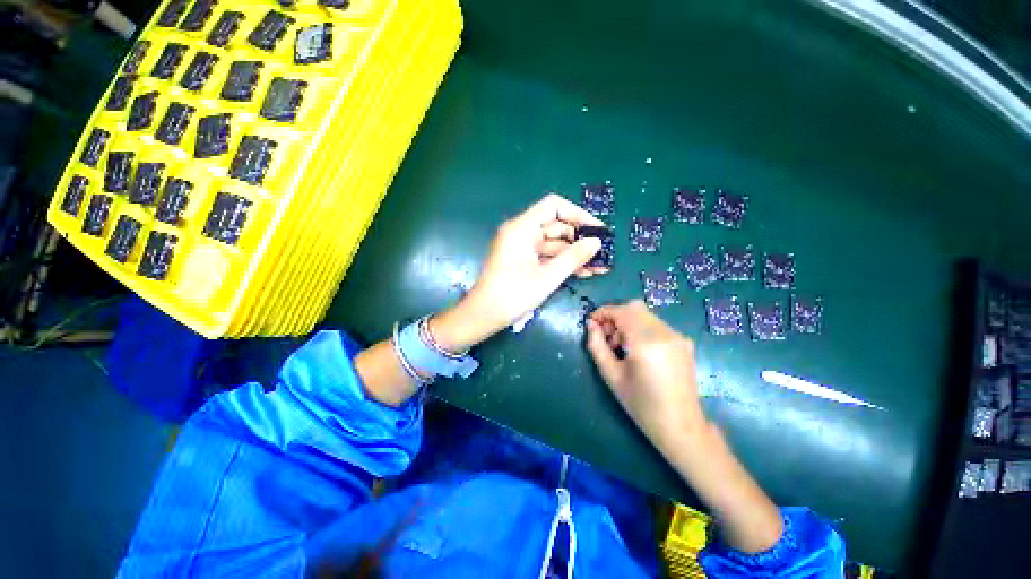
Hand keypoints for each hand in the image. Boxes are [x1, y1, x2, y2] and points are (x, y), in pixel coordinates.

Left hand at [431, 194, 607, 351]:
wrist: (484, 316)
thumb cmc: (512, 296)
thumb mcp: (546, 277)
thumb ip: (573, 258)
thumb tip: (596, 242)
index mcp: (521, 228)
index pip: (553, 206)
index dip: (577, 214)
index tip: (597, 229)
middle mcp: (521, 232)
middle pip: (556, 226)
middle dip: (580, 239)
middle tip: (603, 252)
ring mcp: (522, 247)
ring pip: (554, 243)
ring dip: (575, 254)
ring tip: (599, 266)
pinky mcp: (523, 260)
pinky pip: (547, 255)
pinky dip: (563, 262)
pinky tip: (584, 272)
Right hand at [586, 300, 708, 453]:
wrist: (681, 426)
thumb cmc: (641, 405)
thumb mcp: (611, 376)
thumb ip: (597, 346)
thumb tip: (591, 325)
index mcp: (646, 343)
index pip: (621, 311)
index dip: (603, 312)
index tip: (592, 323)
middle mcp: (665, 333)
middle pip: (634, 308)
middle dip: (615, 317)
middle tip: (606, 337)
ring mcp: (677, 336)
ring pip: (645, 315)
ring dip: (627, 322)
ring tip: (620, 346)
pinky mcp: (684, 342)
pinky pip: (656, 324)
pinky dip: (641, 328)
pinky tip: (637, 350)